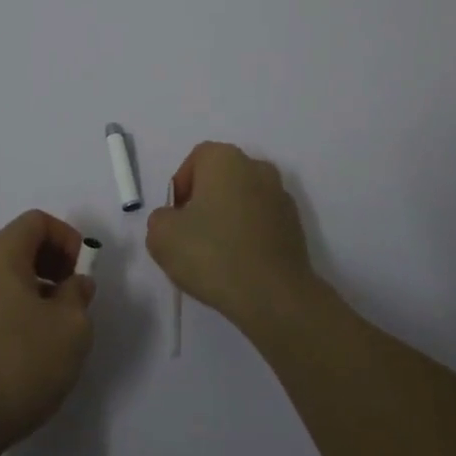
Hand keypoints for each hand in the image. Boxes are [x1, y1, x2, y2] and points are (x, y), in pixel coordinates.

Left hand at [0, 211, 96, 455]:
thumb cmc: (21, 365)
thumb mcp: (72, 327)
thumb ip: (78, 294)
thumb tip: (73, 284)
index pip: (36, 221)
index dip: (67, 237)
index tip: (82, 271)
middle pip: (16, 244)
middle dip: (51, 261)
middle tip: (72, 294)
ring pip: (0, 274)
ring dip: (31, 286)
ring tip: (52, 324)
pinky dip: (10, 306)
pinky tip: (25, 345)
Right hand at [147, 142, 317, 333]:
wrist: (274, 296)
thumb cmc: (213, 255)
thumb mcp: (162, 237)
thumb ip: (160, 219)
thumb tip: (174, 220)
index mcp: (225, 159)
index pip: (196, 159)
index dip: (181, 187)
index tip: (175, 218)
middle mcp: (257, 167)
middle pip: (221, 178)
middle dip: (204, 202)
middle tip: (191, 236)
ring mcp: (281, 196)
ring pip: (243, 200)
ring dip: (228, 219)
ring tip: (216, 256)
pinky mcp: (295, 226)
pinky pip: (262, 222)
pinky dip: (249, 236)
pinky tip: (240, 265)